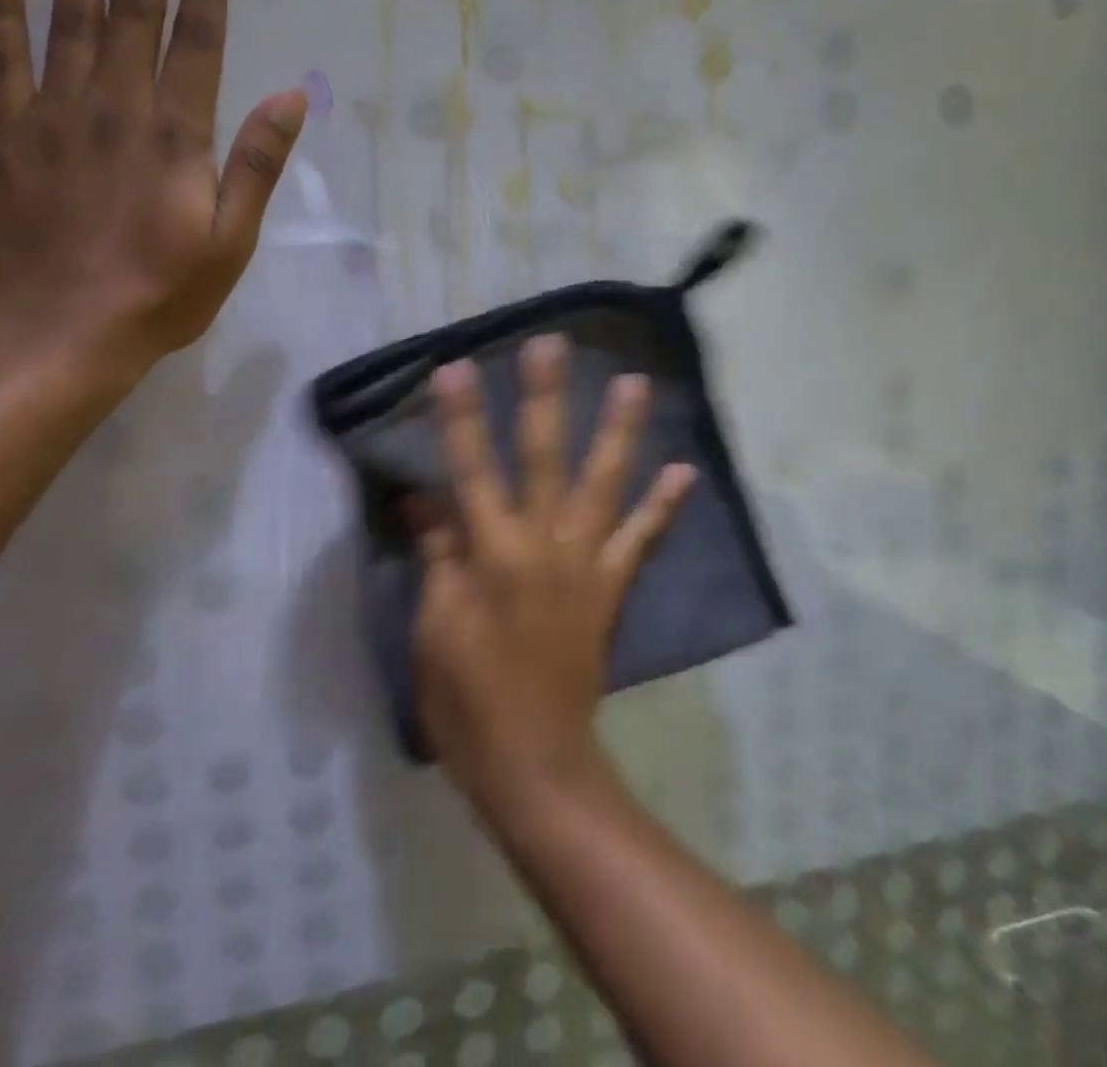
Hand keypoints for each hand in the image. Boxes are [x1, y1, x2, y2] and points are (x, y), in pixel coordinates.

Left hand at [0, 0, 306, 370]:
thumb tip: (291, 98)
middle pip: (134, 14)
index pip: (198, 43)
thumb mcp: (231, 240)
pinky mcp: (7, 138)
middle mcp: (117, 109)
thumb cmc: (161, 294)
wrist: (61, 333)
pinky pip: (0, 62)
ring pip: (70, 22)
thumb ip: (256, 165)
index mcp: (176, 137)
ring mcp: (56, 118)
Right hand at [414, 334, 696, 812]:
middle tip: (552, 345)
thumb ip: (438, 554)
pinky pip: (640, 540)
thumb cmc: (466, 698)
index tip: (457, 367)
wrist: (533, 761)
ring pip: (603, 484)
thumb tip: (424, 499)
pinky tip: (682, 470)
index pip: (469, 469)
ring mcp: (585, 563)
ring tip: (635, 383)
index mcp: (491, 553)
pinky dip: (662, 506)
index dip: (461, 417)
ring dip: (619, 431)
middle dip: (544, 397)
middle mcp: (543, 544)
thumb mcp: (434, 626)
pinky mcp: (611, 587)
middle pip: (542, 457)